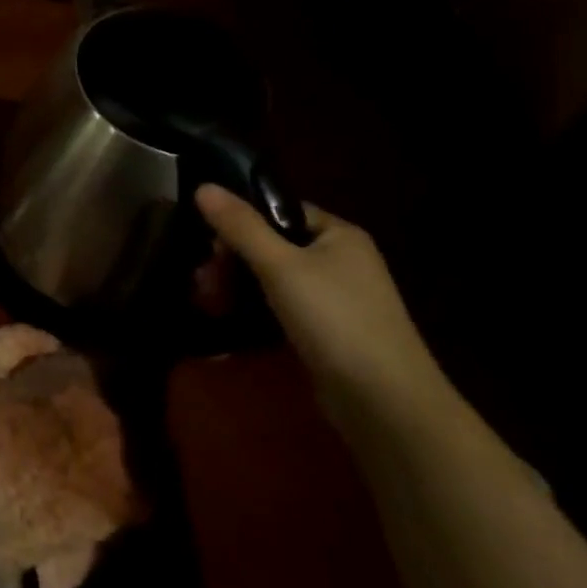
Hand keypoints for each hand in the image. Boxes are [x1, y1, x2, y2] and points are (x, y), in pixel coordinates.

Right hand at [194, 184, 447, 422]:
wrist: (384, 401)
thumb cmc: (334, 319)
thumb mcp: (280, 266)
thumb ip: (240, 226)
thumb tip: (202, 186)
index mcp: (338, 235)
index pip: (278, 210)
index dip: (240, 221)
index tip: (208, 243)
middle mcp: (340, 260)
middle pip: (270, 246)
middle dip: (231, 261)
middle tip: (202, 281)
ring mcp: (335, 298)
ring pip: (271, 279)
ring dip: (236, 287)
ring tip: (208, 303)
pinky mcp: (326, 332)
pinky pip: (280, 308)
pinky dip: (253, 311)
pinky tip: (228, 320)